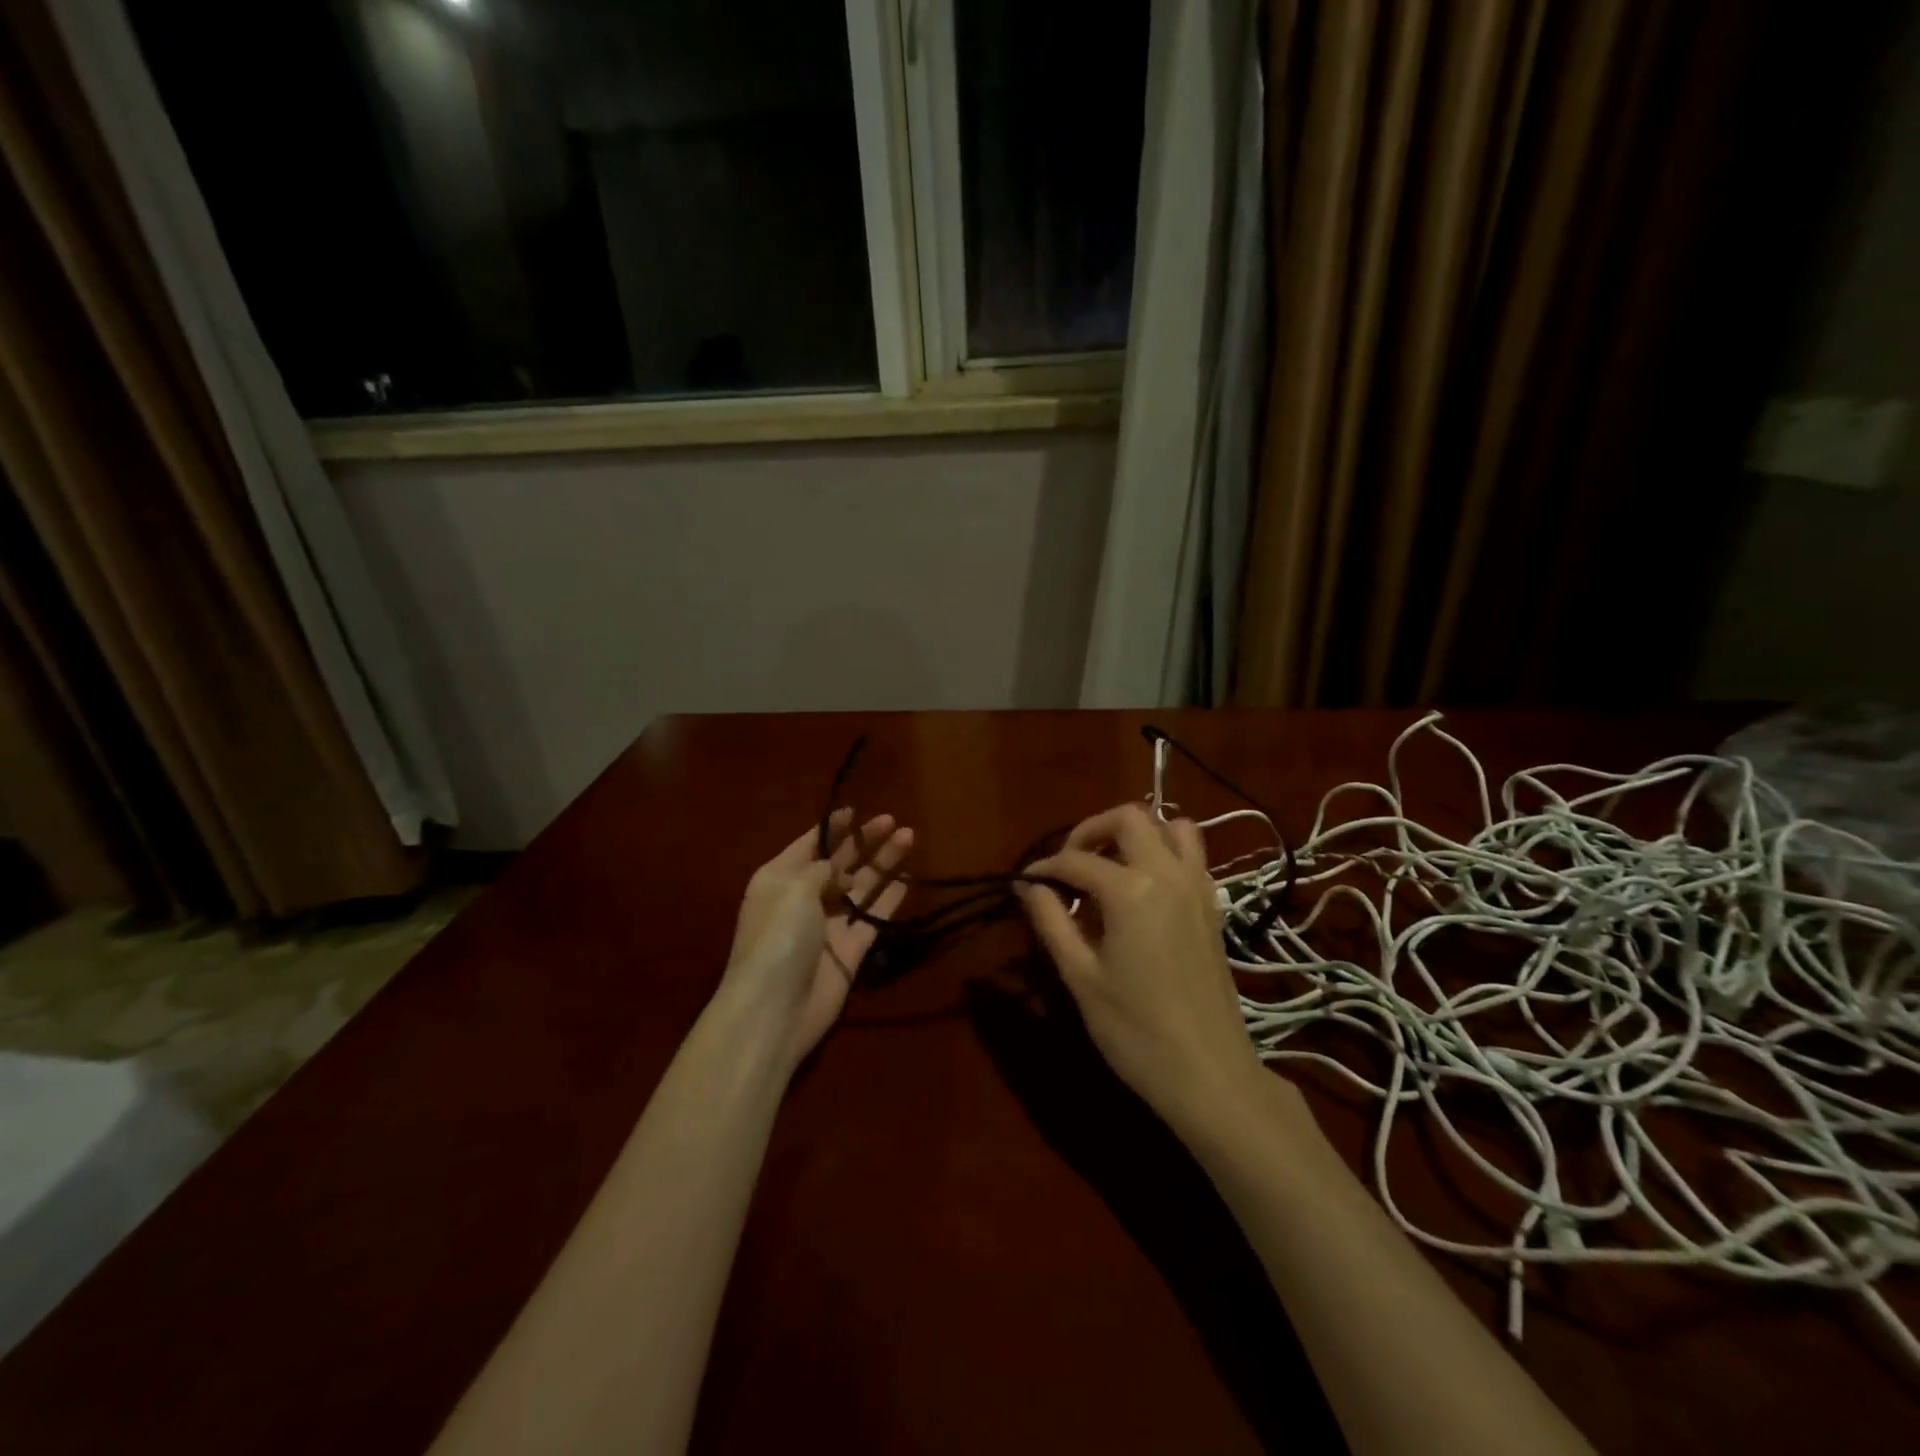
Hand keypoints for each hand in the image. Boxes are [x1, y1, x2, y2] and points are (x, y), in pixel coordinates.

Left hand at [713, 809, 913, 1070]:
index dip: (833, 828)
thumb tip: (843, 871)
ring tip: (909, 836)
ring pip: (861, 887)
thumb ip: (823, 868)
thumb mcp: (794, 888)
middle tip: (892, 820)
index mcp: (780, 879)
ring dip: (884, 863)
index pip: (809, 845)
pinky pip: (874, 917)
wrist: (775, 1010)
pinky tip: (910, 879)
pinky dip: (890, 899)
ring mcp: (829, 925)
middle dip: (865, 841)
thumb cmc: (778, 937)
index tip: (855, 809)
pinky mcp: (851, 949)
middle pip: (840, 863)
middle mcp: (804, 898)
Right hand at [1017, 804, 1265, 1133]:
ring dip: (1136, 832)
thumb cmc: (1135, 1030)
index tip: (1026, 882)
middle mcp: (1168, 874)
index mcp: (1130, 889)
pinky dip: (1164, 851)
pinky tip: (1143, 888)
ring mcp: (1198, 887)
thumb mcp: (1081, 977)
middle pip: (1129, 817)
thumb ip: (1052, 922)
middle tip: (1069, 863)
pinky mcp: (1214, 906)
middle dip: (1091, 829)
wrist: (1209, 1074)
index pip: (1077, 859)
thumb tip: (1029, 887)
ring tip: (1110, 865)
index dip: (1046, 867)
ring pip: (1171, 825)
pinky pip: (1191, 854)